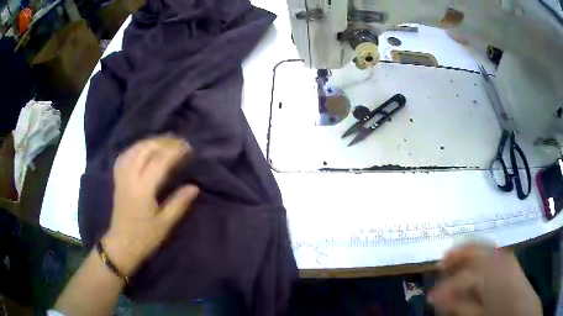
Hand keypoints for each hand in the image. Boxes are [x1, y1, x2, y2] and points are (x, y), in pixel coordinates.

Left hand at [102, 136, 198, 276]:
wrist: (121, 244)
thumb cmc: (144, 237)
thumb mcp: (165, 224)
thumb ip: (179, 203)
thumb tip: (194, 187)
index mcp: (143, 189)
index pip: (159, 162)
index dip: (174, 152)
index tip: (189, 148)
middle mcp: (130, 178)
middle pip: (145, 150)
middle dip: (163, 142)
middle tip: (179, 141)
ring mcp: (122, 177)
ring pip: (134, 150)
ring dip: (150, 141)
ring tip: (164, 140)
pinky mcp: (118, 179)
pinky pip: (125, 156)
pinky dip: (135, 148)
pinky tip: (143, 148)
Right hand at [429, 244, 541, 315]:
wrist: (521, 307)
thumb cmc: (499, 315)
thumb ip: (457, 306)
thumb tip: (436, 296)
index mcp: (489, 275)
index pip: (461, 276)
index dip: (444, 285)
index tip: (431, 295)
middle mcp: (497, 259)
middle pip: (472, 251)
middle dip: (454, 256)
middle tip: (440, 263)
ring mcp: (504, 256)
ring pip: (481, 247)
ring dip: (465, 252)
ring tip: (452, 258)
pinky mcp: (508, 258)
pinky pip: (489, 249)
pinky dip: (478, 251)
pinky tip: (472, 260)